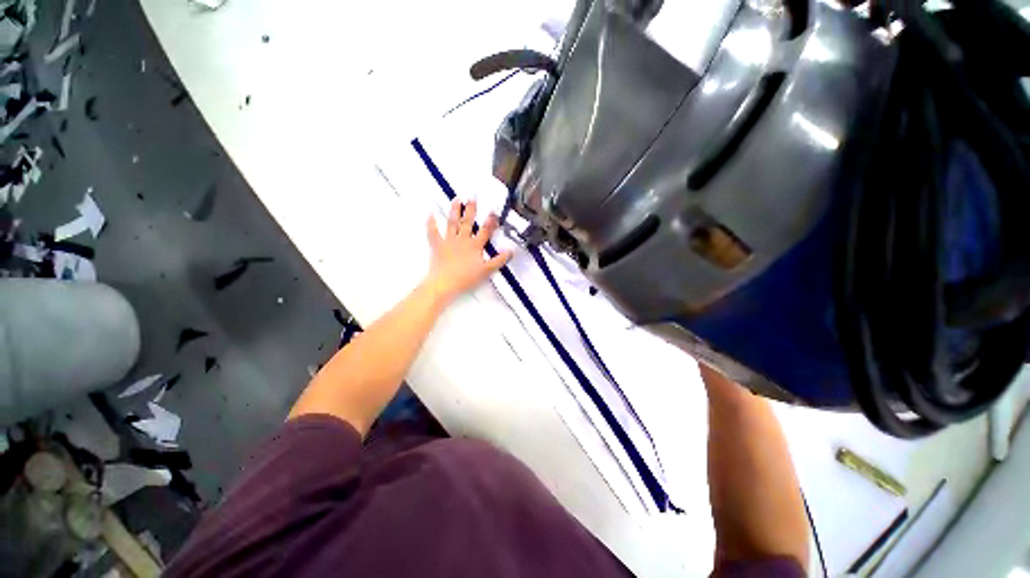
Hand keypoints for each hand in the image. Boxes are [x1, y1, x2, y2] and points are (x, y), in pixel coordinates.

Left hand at [424, 198, 511, 304]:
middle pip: (467, 222)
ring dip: (454, 210)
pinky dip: (430, 223)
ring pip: (452, 223)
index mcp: (475, 245)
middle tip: (472, 196)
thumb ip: (499, 260)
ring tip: (457, 199)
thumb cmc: (466, 278)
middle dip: (471, 209)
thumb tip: (511, 251)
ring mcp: (448, 241)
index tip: (493, 211)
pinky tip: (429, 213)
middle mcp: (462, 240)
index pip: (485, 231)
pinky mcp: (437, 245)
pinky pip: (433, 232)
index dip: (490, 221)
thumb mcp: (487, 271)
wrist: (445, 284)